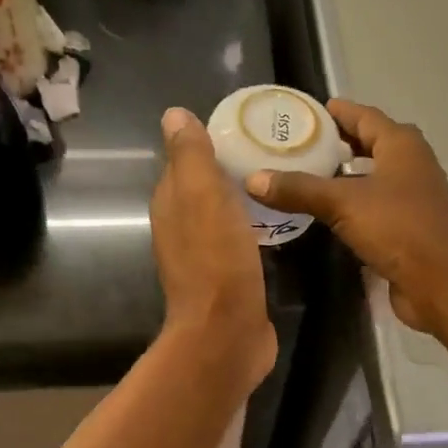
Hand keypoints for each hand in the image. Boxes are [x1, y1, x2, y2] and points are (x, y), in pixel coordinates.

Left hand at [151, 107, 276, 391]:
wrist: (227, 333)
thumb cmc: (216, 259)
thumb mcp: (202, 196)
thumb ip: (190, 156)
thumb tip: (173, 114)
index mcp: (170, 204)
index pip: (184, 162)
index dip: (208, 143)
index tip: (245, 128)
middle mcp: (181, 228)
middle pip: (203, 188)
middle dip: (228, 168)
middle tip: (270, 150)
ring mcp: (204, 256)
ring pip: (220, 214)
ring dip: (240, 198)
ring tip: (277, 179)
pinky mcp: (228, 278)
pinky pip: (238, 240)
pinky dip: (250, 226)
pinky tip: (273, 222)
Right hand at [246, 99, 447, 334]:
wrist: (444, 283)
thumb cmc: (399, 229)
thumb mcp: (343, 204)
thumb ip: (299, 189)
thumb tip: (253, 179)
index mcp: (401, 145)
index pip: (363, 116)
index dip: (335, 112)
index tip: (304, 112)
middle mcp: (410, 164)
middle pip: (370, 143)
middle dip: (337, 143)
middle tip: (297, 143)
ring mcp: (412, 197)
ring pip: (373, 176)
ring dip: (345, 175)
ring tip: (305, 175)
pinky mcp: (408, 227)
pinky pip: (374, 205)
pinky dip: (352, 203)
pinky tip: (326, 213)